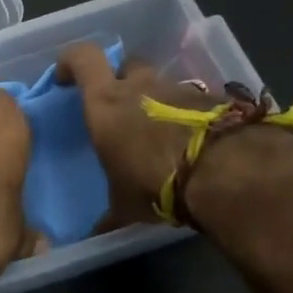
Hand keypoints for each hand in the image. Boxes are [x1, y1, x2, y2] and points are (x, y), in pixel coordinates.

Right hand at [57, 43, 292, 230]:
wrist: (226, 173)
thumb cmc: (155, 183)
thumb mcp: (124, 205)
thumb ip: (108, 213)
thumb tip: (95, 234)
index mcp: (106, 104)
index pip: (82, 58)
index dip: (71, 61)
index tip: (66, 78)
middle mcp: (141, 87)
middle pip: (127, 65)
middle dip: (121, 79)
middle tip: (120, 107)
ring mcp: (179, 90)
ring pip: (162, 84)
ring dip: (157, 100)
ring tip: (159, 133)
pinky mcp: (214, 100)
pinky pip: (192, 102)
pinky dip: (187, 116)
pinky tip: (190, 144)